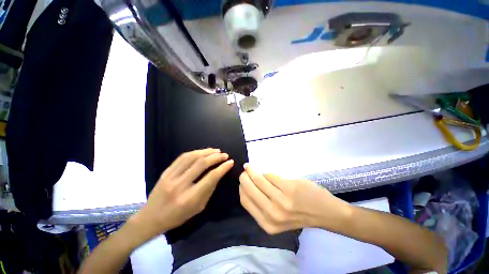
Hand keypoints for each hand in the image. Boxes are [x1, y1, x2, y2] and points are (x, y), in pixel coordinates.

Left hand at [130, 148, 233, 240]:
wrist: (151, 218)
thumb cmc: (178, 216)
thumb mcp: (198, 207)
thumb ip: (209, 189)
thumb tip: (218, 173)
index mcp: (190, 198)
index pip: (211, 177)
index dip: (223, 168)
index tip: (230, 162)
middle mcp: (180, 185)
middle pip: (201, 164)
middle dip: (216, 157)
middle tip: (224, 155)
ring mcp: (171, 177)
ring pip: (192, 157)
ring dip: (206, 152)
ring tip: (216, 150)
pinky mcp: (166, 172)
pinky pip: (182, 157)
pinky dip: (195, 152)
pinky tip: (202, 151)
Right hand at [239, 164, 349, 233]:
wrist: (325, 213)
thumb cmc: (299, 215)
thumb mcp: (277, 218)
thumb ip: (261, 206)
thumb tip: (249, 186)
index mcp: (267, 223)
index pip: (245, 201)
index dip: (241, 188)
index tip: (242, 180)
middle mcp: (272, 213)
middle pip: (249, 189)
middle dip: (244, 177)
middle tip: (245, 170)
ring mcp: (281, 200)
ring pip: (259, 180)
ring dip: (253, 172)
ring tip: (250, 167)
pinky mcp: (288, 188)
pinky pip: (270, 176)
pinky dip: (267, 173)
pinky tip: (267, 173)